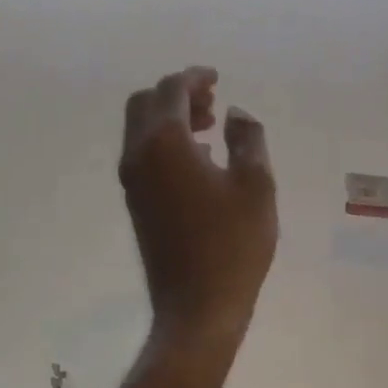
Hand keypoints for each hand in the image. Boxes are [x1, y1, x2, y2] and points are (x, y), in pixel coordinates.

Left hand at [119, 68, 276, 362]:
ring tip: (211, 126)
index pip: (171, 91)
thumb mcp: (256, 185)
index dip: (194, 77)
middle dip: (177, 93)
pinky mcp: (135, 201)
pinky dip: (165, 140)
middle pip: (146, 103)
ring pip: (141, 128)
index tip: (217, 77)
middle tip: (211, 100)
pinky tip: (200, 158)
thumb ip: (247, 138)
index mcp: (164, 143)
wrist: (196, 309)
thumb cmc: (232, 245)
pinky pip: (143, 152)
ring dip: (171, 117)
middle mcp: (138, 154)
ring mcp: (132, 179)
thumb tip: (235, 113)